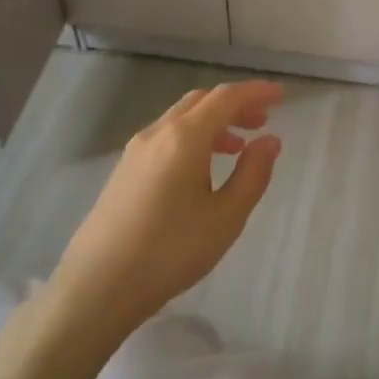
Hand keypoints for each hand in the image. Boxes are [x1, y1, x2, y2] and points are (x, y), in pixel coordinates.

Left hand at [47, 80, 283, 343]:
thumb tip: (270, 140)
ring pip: (181, 118)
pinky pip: (166, 137)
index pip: (226, 98)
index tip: (281, 95)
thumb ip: (253, 173)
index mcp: (185, 137)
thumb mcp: (226, 217)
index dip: (255, 92)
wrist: (97, 286)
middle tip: (262, 122)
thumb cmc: (170, 251)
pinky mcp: (124, 170)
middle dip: (234, 105)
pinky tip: (202, 169)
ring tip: (238, 147)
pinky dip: (193, 137)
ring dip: (213, 122)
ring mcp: (135, 151)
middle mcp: (158, 133)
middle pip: (201, 101)